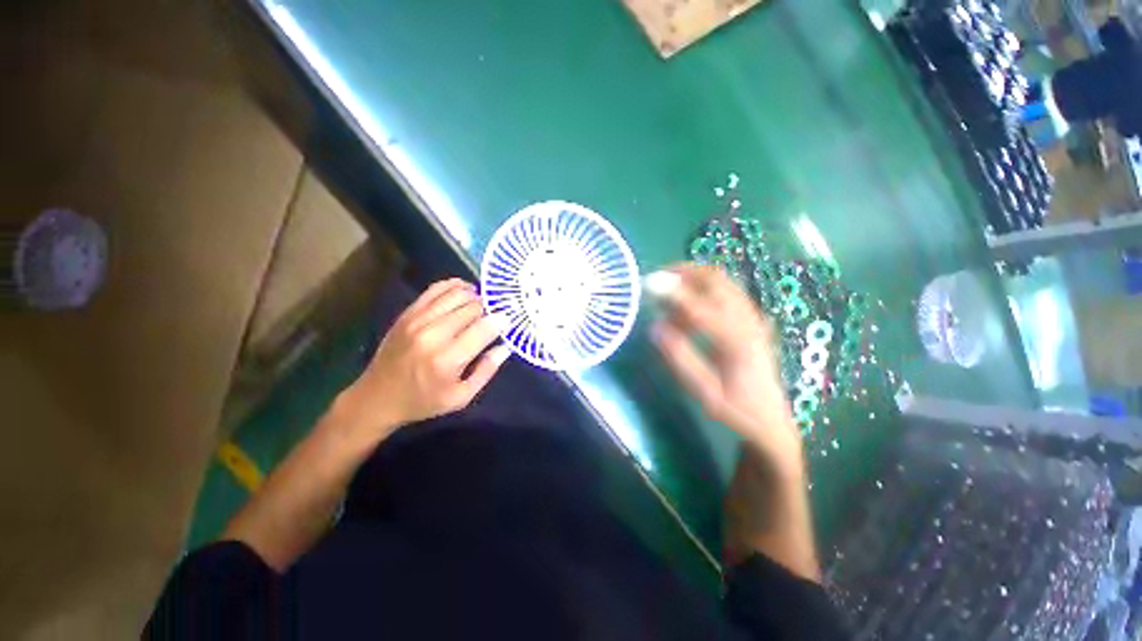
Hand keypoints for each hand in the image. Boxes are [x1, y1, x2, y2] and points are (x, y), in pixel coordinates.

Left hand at [336, 279, 510, 440]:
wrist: (377, 397)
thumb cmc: (424, 401)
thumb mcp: (461, 397)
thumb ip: (486, 370)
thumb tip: (505, 346)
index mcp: (448, 360)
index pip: (484, 328)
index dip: (501, 322)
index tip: (507, 323)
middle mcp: (432, 335)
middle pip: (473, 307)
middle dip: (488, 311)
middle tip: (492, 318)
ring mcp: (417, 320)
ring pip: (457, 294)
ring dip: (475, 297)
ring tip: (481, 306)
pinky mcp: (408, 313)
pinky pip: (436, 289)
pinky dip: (455, 286)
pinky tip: (465, 291)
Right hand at [650, 264, 802, 477]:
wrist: (772, 419)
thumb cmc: (736, 410)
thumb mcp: (705, 393)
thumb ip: (681, 360)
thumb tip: (656, 328)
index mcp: (738, 342)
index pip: (701, 307)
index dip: (674, 293)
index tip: (650, 284)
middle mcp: (749, 322)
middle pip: (717, 280)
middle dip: (685, 272)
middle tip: (658, 279)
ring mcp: (753, 318)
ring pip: (722, 282)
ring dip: (693, 279)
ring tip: (668, 292)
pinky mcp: (751, 319)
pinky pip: (726, 291)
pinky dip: (703, 288)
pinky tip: (687, 306)